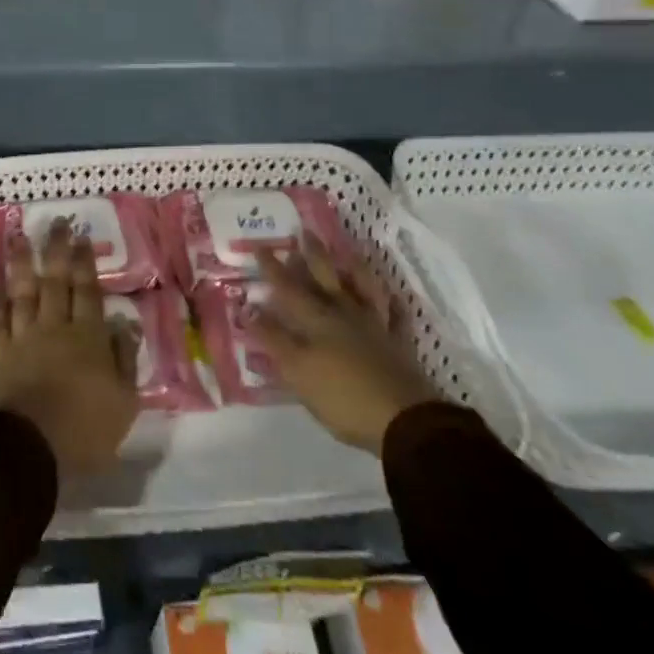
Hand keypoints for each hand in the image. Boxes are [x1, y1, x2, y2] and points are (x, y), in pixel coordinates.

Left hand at [0, 221, 138, 473]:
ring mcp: (22, 337)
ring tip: (19, 238)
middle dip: (56, 250)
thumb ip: (125, 361)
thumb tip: (124, 325)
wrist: (30, 447)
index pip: (88, 292)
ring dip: (21, 263)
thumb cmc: (84, 430)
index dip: (85, 263)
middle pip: (55, 282)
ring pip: (23, 292)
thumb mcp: (124, 403)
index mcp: (88, 338)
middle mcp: (54, 327)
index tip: (81, 238)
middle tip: (56, 223)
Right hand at [248, 236, 437, 455]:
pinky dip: (394, 304)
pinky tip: (393, 295)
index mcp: (316, 320)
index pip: (288, 288)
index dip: (273, 268)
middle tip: (305, 232)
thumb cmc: (342, 396)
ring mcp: (374, 327)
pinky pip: (396, 316)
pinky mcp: (398, 344)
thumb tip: (249, 309)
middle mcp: (344, 314)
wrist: (404, 421)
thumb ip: (273, 338)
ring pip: (363, 289)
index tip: (260, 247)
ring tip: (348, 252)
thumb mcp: (297, 370)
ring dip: (354, 269)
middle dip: (313, 256)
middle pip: (326, 279)